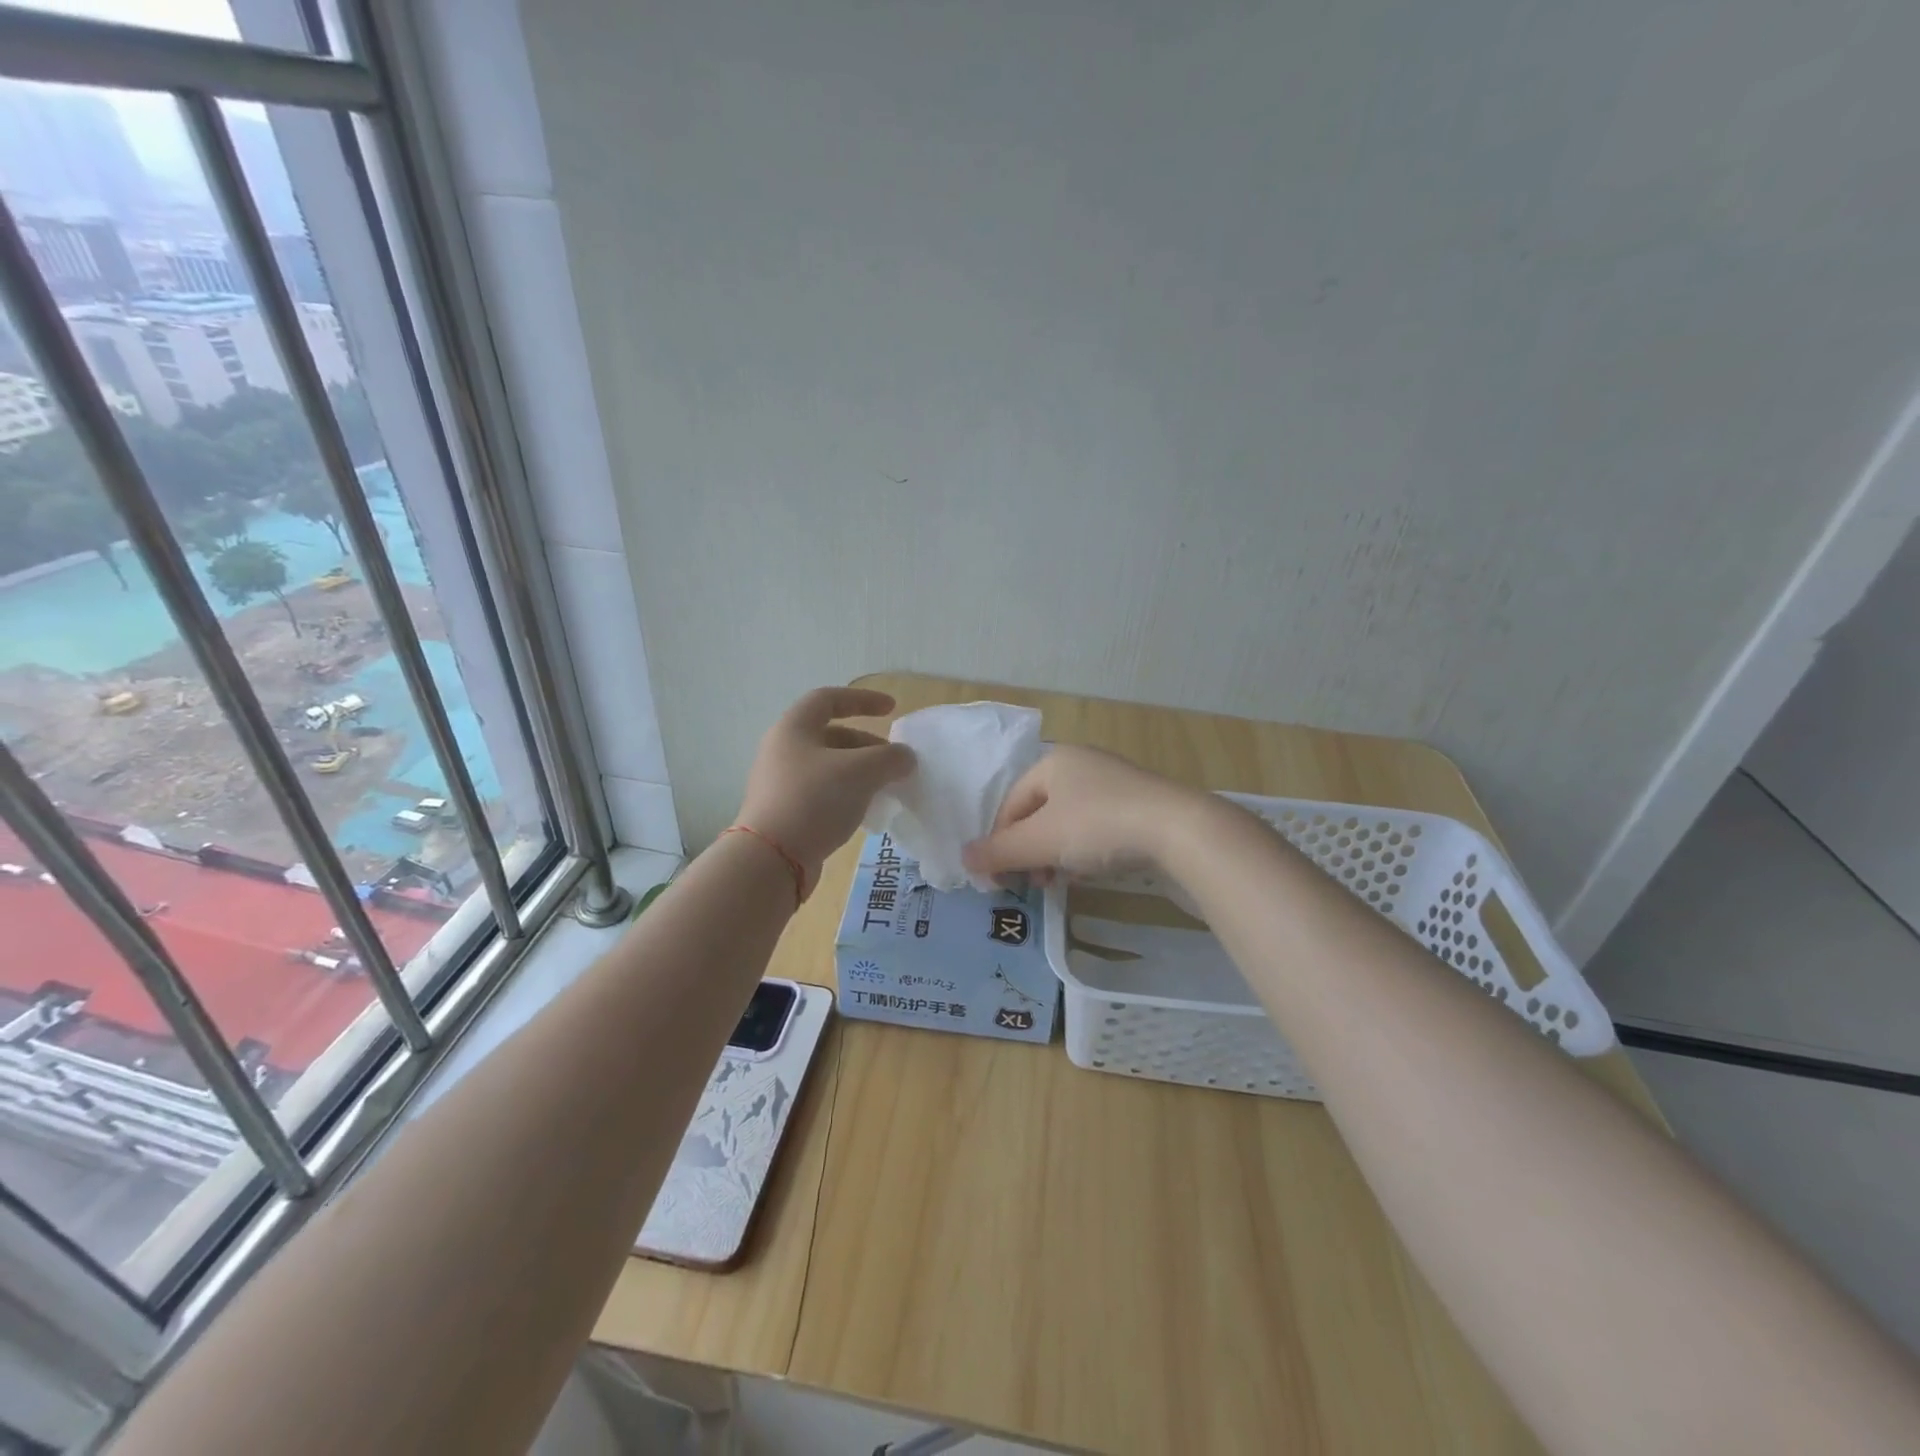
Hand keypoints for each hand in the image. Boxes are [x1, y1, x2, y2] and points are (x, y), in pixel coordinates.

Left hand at [737, 687, 915, 883]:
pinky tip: (865, 812)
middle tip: (893, 761)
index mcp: (794, 728)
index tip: (892, 709)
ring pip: (828, 767)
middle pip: (830, 735)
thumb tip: (905, 757)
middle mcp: (782, 750)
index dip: (863, 699)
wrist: (771, 859)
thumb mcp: (861, 772)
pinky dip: (847, 794)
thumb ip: (890, 758)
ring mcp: (780, 783)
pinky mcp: (784, 812)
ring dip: (859, 771)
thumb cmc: (815, 800)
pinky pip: (822, 792)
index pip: (829, 699)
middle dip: (867, 744)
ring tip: (884, 788)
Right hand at [961, 744, 1210, 883]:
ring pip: (1069, 821)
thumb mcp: (1041, 841)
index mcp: (1053, 760)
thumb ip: (999, 851)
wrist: (1179, 829)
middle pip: (1039, 812)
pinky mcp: (1140, 804)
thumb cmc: (1099, 826)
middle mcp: (1082, 764)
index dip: (999, 841)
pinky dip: (1085, 849)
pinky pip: (1098, 826)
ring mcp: (1114, 782)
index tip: (1000, 878)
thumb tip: (963, 858)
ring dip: (1056, 853)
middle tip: (1032, 882)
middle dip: (1030, 850)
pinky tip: (1091, 870)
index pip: (1011, 802)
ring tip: (1059, 881)